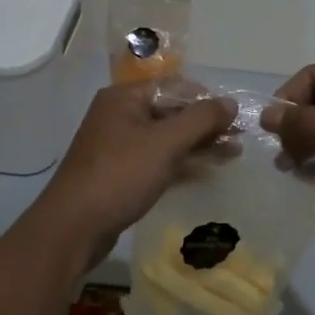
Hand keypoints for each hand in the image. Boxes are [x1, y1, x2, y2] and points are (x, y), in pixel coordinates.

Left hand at [31, 81, 235, 260]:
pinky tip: (208, 172)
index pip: (175, 86)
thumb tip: (231, 102)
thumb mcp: (165, 143)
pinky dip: (182, 163)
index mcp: (125, 97)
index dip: (207, 99)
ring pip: (167, 138)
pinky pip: (158, 160)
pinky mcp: (121, 173)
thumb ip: (201, 119)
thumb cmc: (120, 175)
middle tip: (240, 138)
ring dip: (199, 145)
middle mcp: (120, 115)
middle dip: (206, 124)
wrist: (73, 228)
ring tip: (233, 155)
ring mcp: (119, 146)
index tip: (237, 116)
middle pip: (172, 111)